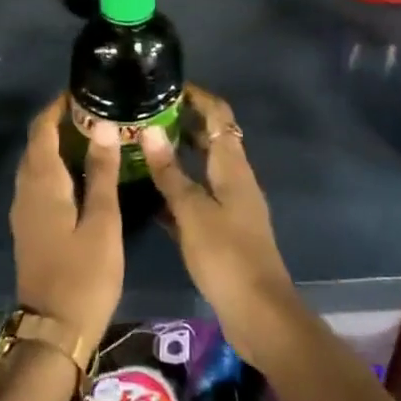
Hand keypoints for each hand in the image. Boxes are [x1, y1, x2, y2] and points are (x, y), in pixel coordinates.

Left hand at [10, 94, 122, 355]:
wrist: (53, 333)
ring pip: (37, 163)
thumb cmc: (83, 275)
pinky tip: (82, 174)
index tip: (84, 92)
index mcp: (42, 182)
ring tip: (94, 137)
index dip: (59, 106)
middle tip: (97, 112)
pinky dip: (57, 166)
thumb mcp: (102, 222)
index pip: (43, 128)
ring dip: (58, 145)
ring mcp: (24, 210)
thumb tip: (102, 125)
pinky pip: (39, 182)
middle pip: (37, 143)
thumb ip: (101, 172)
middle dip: (61, 122)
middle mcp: (25, 189)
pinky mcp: (30, 227)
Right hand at [142, 86, 298, 364]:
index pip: (219, 115)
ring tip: (141, 147)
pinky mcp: (223, 232)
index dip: (197, 97)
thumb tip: (150, 129)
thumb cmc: (226, 255)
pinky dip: (178, 190)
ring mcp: (231, 206)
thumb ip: (170, 172)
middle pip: (212, 139)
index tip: (167, 85)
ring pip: (202, 170)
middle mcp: (235, 179)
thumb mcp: (192, 211)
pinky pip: (198, 198)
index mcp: (233, 166)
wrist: (259, 315)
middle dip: (183, 123)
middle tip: (145, 115)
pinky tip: (150, 195)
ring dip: (178, 157)